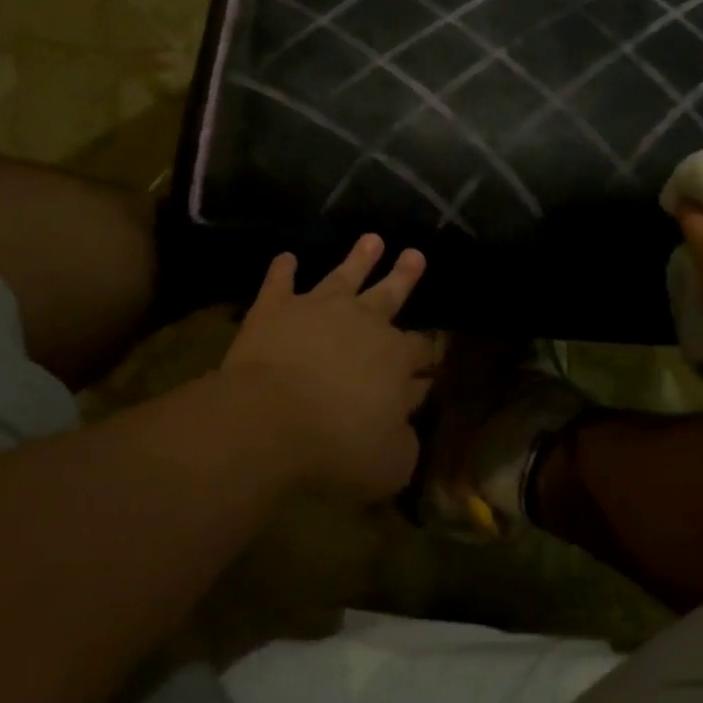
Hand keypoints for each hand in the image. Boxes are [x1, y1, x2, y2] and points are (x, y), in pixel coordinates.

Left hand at [221, 235, 437, 501]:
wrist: (269, 419)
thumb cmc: (336, 447)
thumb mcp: (389, 463)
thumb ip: (404, 443)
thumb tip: (406, 425)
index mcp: (396, 357)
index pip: (422, 350)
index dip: (429, 355)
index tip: (433, 358)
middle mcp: (363, 322)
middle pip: (390, 296)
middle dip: (404, 276)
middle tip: (415, 254)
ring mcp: (318, 308)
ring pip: (343, 276)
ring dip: (358, 258)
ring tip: (371, 239)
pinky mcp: (275, 309)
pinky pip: (279, 282)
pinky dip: (282, 270)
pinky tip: (285, 257)